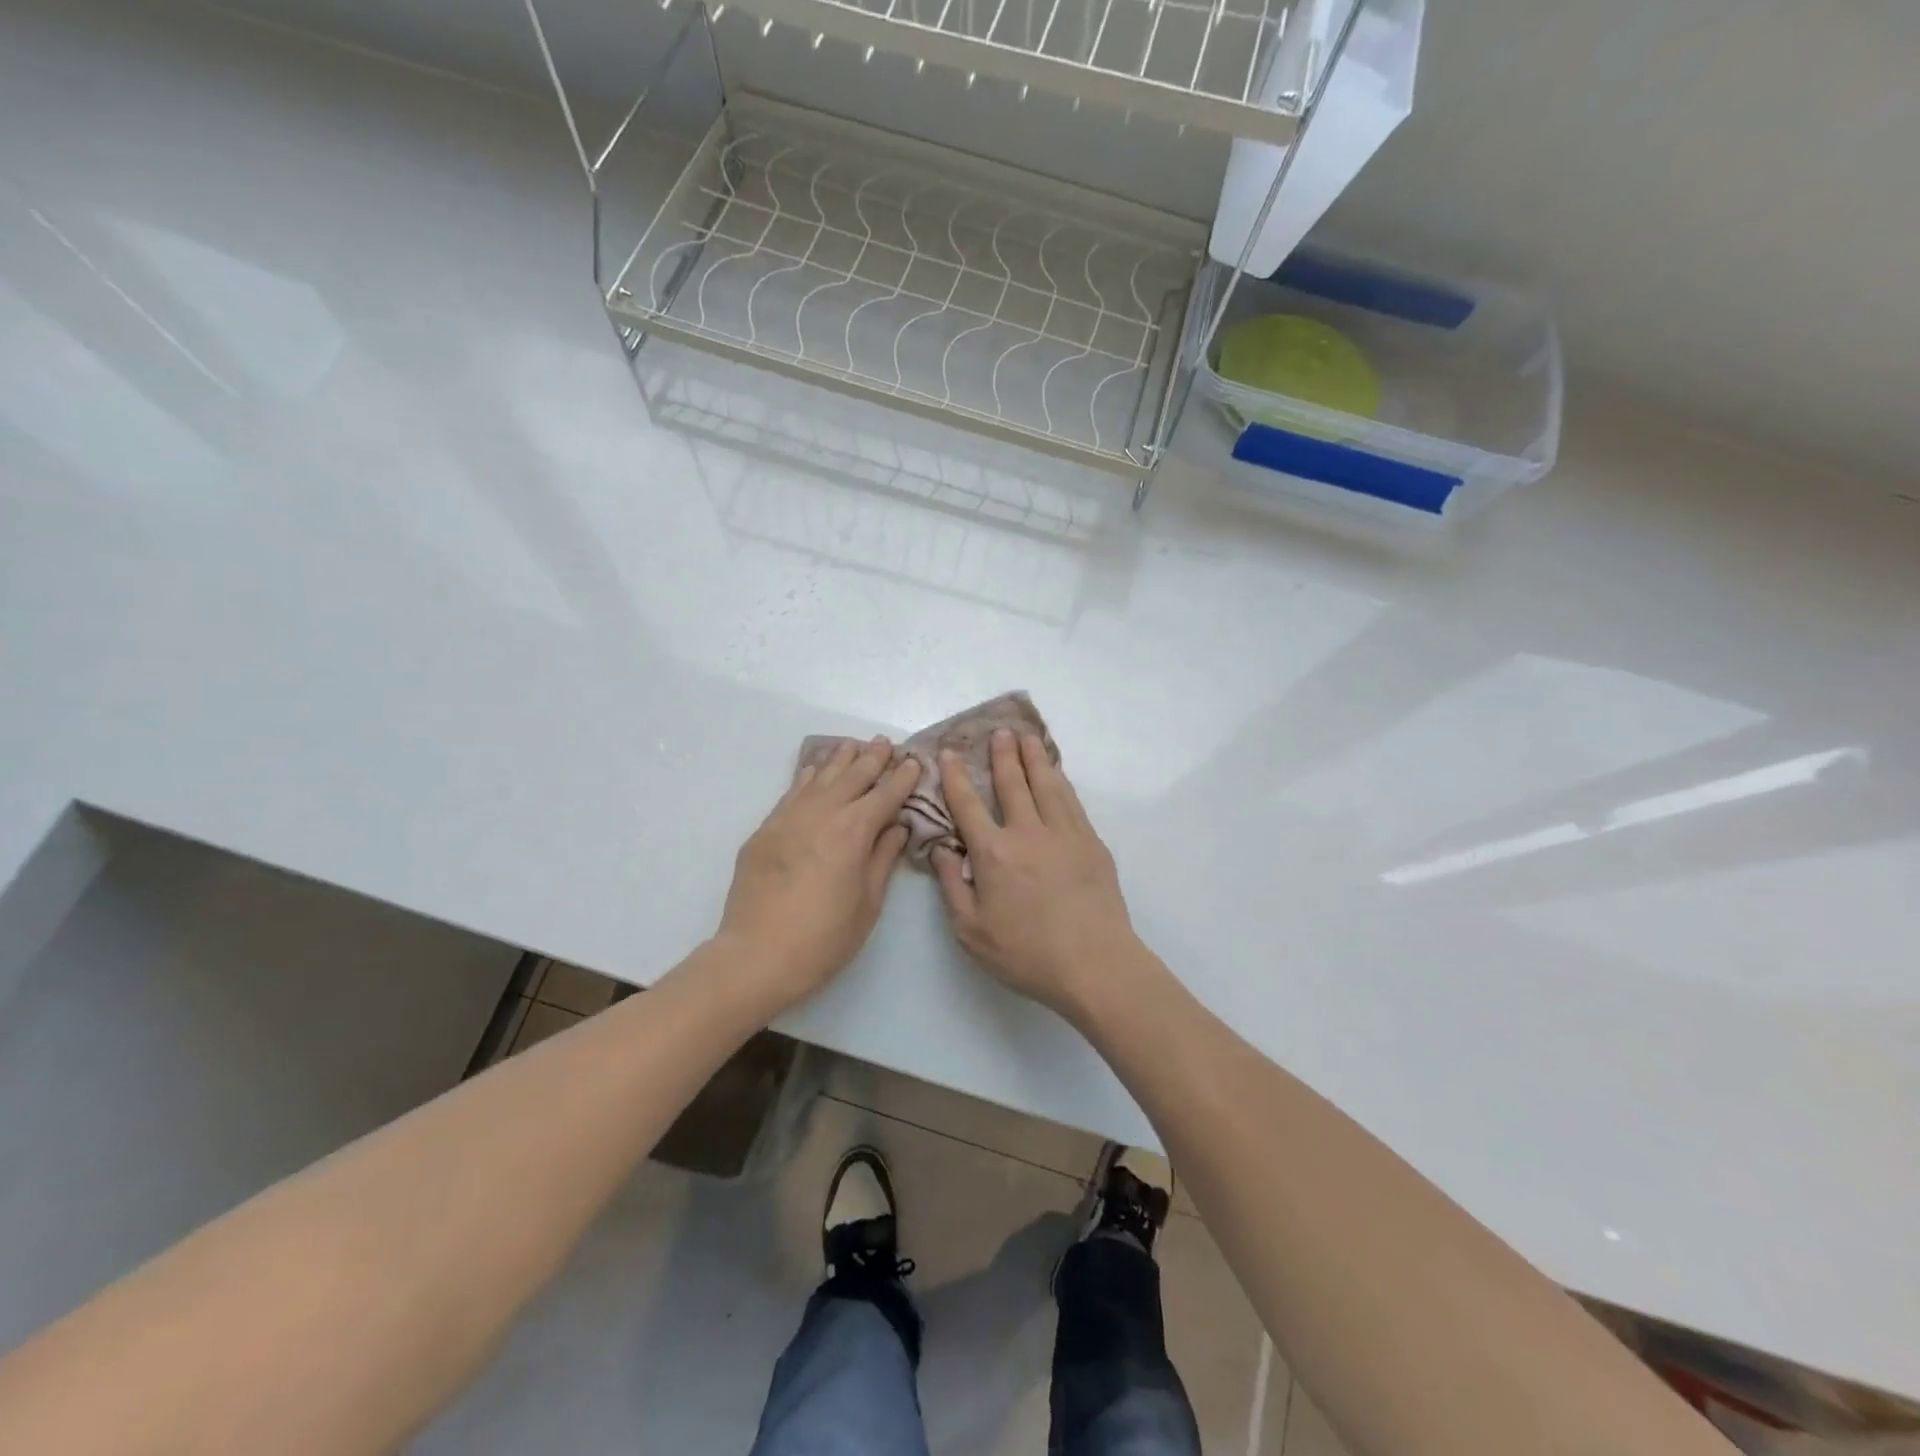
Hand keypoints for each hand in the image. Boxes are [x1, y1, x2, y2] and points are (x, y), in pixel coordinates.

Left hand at [717, 738, 920, 1010]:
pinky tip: (814, 770)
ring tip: (854, 746)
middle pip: (852, 776)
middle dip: (873, 758)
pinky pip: (792, 792)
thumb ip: (883, 858)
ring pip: (820, 777)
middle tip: (885, 743)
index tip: (914, 762)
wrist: (757, 955)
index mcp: (854, 831)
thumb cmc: (824, 937)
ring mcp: (789, 817)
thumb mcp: (868, 903)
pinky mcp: (766, 829)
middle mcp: (822, 813)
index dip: (902, 778)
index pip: (885, 794)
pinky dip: (808, 777)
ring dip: (840, 760)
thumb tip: (897, 827)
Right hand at [930, 730, 1138, 1016]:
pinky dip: (1061, 781)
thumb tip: (941, 848)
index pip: (969, 805)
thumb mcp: (971, 931)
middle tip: (998, 731)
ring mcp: (1064, 834)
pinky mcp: (1091, 843)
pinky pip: (1072, 801)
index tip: (948, 753)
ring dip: (1035, 758)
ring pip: (1047, 784)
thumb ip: (951, 886)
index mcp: (994, 854)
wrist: (1095, 964)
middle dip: (1002, 755)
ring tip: (1028, 737)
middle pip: (1013, 784)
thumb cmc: (1027, 954)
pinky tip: (1057, 774)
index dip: (956, 777)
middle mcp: (1028, 833)